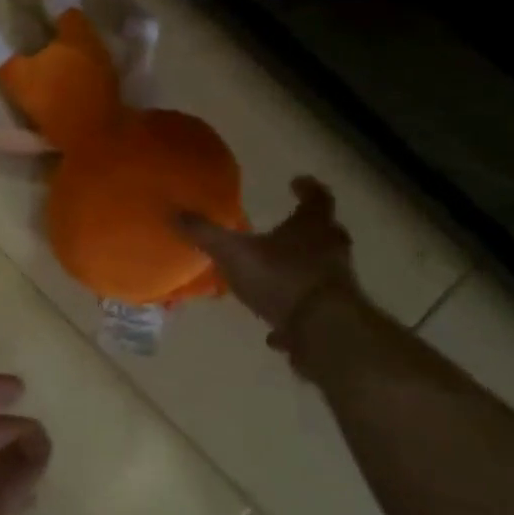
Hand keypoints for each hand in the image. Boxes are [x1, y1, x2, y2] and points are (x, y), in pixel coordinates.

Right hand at [177, 175, 355, 340]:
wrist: (324, 332)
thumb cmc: (281, 278)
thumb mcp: (233, 253)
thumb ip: (205, 234)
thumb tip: (174, 212)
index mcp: (311, 227)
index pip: (317, 198)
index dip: (307, 188)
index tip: (297, 182)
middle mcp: (331, 250)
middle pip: (327, 232)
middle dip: (309, 228)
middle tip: (289, 226)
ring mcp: (339, 283)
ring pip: (324, 268)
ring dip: (304, 268)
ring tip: (278, 274)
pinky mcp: (336, 315)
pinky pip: (315, 306)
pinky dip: (298, 310)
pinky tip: (278, 328)